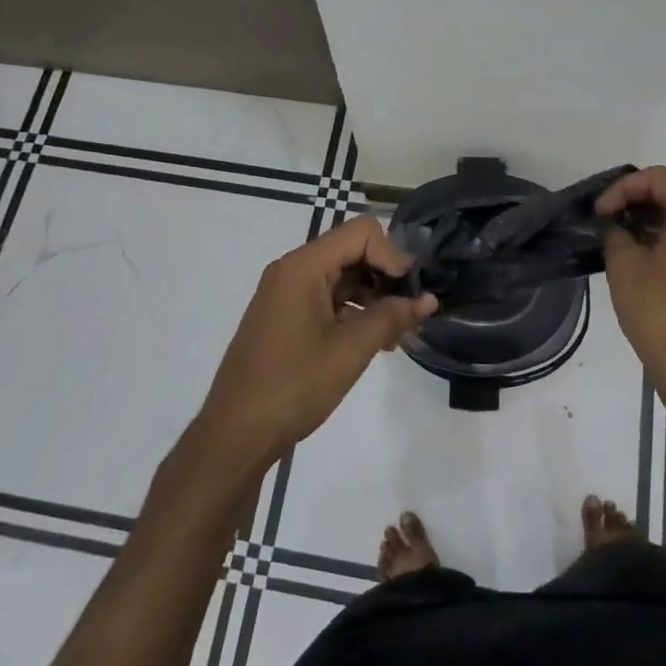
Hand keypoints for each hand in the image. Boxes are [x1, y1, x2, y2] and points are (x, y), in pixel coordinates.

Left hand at [199, 217, 436, 466]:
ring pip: (342, 277)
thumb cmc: (294, 386)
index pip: (361, 232)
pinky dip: (353, 312)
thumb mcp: (350, 350)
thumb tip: (429, 299)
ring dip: (373, 298)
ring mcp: (286, 293)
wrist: (236, 433)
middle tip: (410, 315)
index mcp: (303, 266)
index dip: (392, 255)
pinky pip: (327, 298)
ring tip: (396, 336)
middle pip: (352, 251)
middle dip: (386, 277)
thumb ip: (392, 317)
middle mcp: (292, 270)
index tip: (411, 292)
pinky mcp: (285, 315)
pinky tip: (373, 342)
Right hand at [597, 167, 665, 403]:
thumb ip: (616, 233)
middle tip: (620, 209)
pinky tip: (645, 248)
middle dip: (648, 191)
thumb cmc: (656, 308)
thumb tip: (615, 227)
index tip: (602, 212)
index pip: (661, 178)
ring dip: (661, 209)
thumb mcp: (623, 264)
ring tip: (628, 227)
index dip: (626, 187)